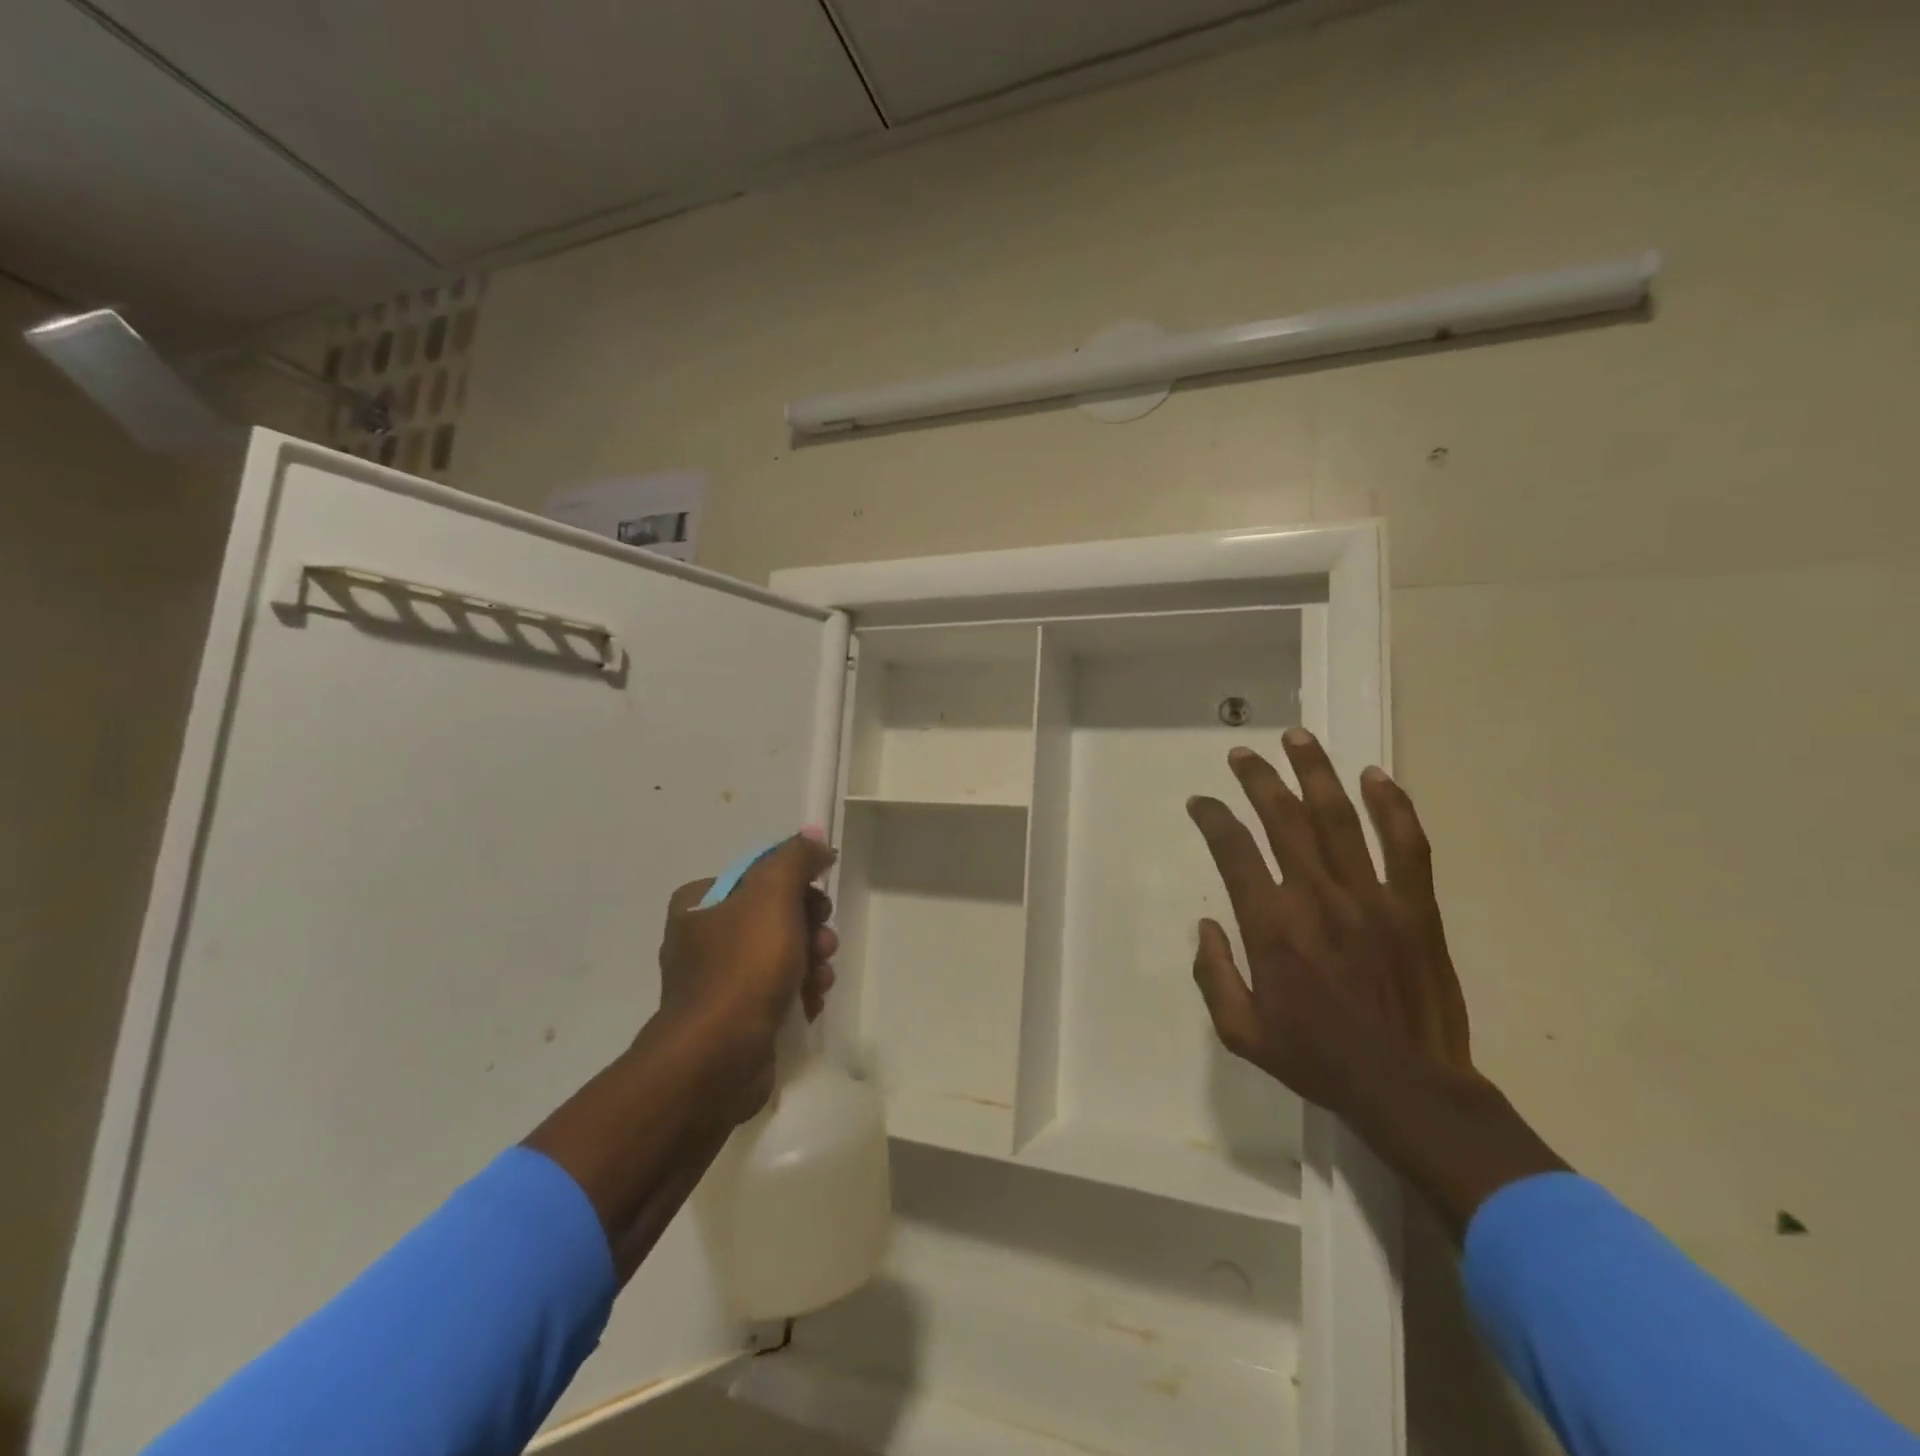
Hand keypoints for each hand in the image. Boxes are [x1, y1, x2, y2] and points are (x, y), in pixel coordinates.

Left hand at [656, 833, 838, 1121]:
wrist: (717, 1058)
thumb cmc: (743, 967)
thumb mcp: (773, 895)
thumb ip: (795, 858)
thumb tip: (813, 837)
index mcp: (700, 902)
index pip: (761, 876)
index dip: (798, 887)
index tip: (818, 904)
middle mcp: (702, 937)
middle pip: (775, 915)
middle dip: (809, 928)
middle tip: (823, 944)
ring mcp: (716, 981)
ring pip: (781, 953)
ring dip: (811, 961)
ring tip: (820, 979)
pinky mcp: (732, 1017)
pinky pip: (775, 991)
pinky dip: (798, 992)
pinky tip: (811, 1003)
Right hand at [1187, 730, 1565, 1236]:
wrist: (1409, 1088)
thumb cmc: (1318, 1059)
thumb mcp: (1240, 1034)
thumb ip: (1213, 975)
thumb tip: (1207, 926)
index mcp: (1272, 927)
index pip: (1233, 851)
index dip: (1212, 819)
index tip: (1201, 803)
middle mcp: (1317, 897)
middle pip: (1283, 819)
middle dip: (1257, 779)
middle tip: (1242, 754)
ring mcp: (1371, 897)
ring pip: (1339, 818)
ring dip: (1315, 772)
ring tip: (1298, 738)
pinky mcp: (1415, 906)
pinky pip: (1406, 844)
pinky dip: (1393, 806)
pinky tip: (1377, 776)